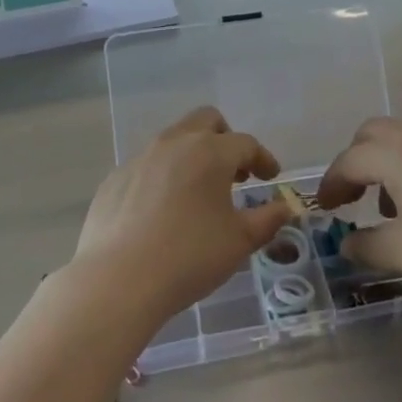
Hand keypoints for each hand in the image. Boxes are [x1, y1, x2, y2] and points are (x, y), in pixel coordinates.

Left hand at [74, 107, 290, 320]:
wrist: (118, 280)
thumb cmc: (189, 257)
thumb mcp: (239, 242)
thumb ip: (268, 219)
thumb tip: (286, 207)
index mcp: (210, 152)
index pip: (245, 143)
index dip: (263, 158)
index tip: (270, 176)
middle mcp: (175, 143)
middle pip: (206, 120)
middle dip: (225, 139)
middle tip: (234, 172)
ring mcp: (140, 157)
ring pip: (174, 139)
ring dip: (193, 155)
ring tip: (199, 192)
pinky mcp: (116, 178)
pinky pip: (147, 165)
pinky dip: (163, 177)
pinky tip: (162, 211)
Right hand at [314, 118, 401, 303]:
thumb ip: (367, 246)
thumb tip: (347, 242)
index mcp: (395, 153)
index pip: (349, 160)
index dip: (331, 184)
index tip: (326, 209)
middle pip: (373, 134)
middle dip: (357, 162)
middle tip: (355, 198)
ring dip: (389, 162)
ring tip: (397, 206)